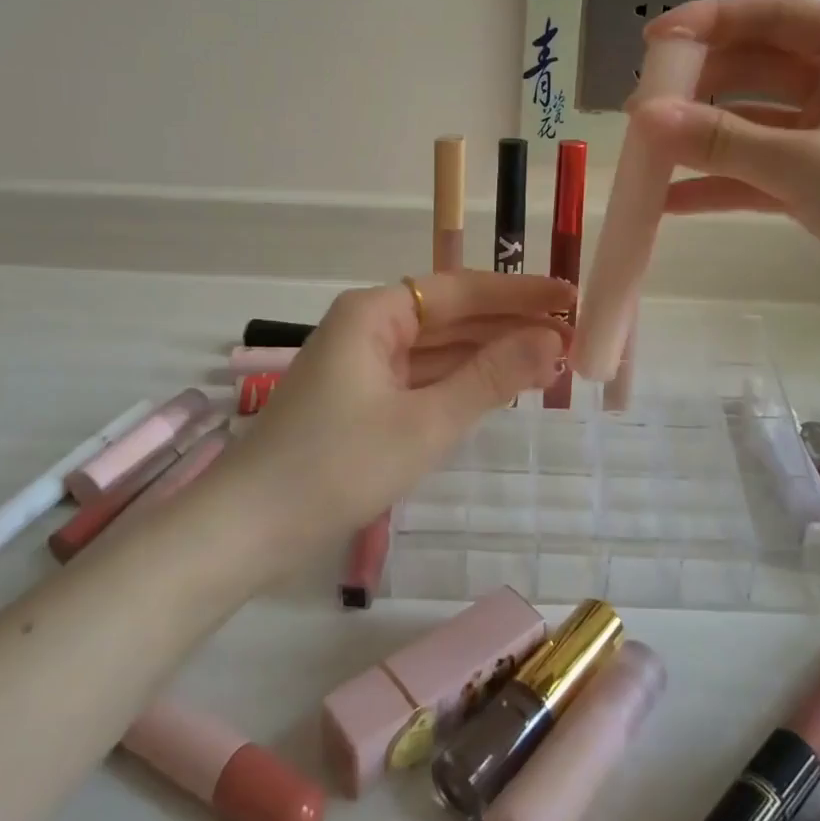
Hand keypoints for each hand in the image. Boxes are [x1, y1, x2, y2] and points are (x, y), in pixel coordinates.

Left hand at [236, 271, 571, 536]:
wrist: (247, 530)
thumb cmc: (336, 467)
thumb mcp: (424, 423)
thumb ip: (490, 378)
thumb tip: (552, 339)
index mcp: (375, 312)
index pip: (461, 290)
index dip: (520, 294)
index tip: (571, 298)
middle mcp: (368, 325)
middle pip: (450, 315)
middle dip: (509, 325)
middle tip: (573, 336)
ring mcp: (362, 363)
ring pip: (437, 348)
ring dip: (489, 354)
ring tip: (551, 361)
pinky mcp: (360, 398)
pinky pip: (421, 376)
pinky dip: (460, 381)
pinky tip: (500, 387)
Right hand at [626, 0, 819, 322]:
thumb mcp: (807, 166)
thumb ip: (721, 140)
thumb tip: (643, 117)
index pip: (773, 15)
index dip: (708, 21)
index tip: (651, 43)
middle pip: (755, 67)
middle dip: (697, 87)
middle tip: (640, 112)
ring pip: (752, 122)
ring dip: (702, 138)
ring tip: (646, 154)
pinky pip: (760, 169)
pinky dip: (721, 182)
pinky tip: (672, 201)